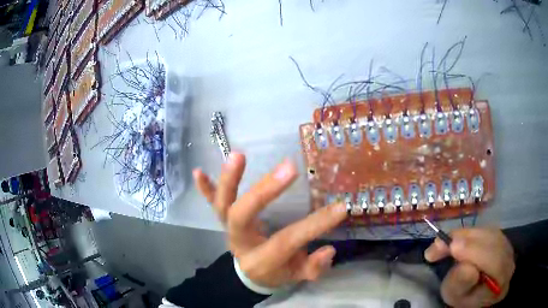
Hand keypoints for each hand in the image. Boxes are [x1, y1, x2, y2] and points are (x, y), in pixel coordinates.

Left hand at [193, 152, 346, 287]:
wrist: (251, 272)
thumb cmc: (277, 271)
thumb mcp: (297, 276)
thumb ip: (312, 268)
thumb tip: (328, 251)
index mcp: (262, 259)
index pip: (287, 241)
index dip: (314, 226)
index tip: (340, 207)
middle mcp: (241, 241)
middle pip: (242, 216)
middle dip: (264, 192)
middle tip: (288, 168)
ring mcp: (228, 229)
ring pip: (222, 205)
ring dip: (228, 180)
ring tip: (238, 156)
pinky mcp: (222, 219)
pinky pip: (211, 203)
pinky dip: (205, 188)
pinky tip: (198, 171)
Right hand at [424, 227, 514, 307]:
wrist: (473, 291)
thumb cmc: (462, 297)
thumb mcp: (455, 296)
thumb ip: (461, 284)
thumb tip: (465, 266)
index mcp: (501, 283)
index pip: (495, 263)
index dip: (476, 252)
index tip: (451, 247)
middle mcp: (510, 262)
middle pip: (494, 243)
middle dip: (468, 241)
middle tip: (441, 242)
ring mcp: (509, 248)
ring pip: (490, 234)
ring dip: (467, 236)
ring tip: (446, 242)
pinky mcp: (502, 238)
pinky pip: (488, 230)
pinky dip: (470, 233)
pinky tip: (457, 239)